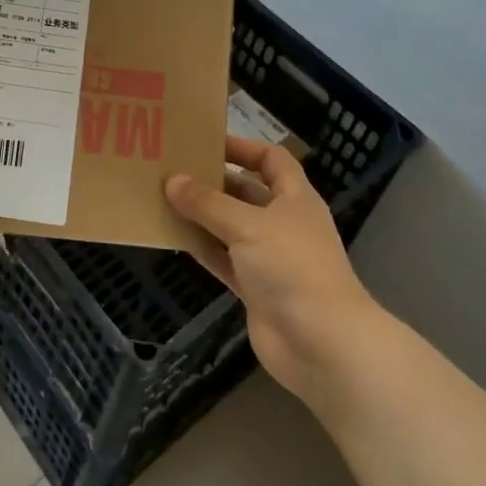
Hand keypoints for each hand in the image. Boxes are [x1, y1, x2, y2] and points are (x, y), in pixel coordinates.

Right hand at [165, 136, 383, 405]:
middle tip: (173, 169)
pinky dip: (202, 248)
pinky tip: (173, 236)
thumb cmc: (292, 267)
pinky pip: (223, 259)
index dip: (242, 147)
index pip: (271, 160)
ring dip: (202, 215)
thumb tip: (172, 180)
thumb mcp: (247, 225)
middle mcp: (283, 223)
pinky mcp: (255, 288)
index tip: (206, 142)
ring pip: (230, 227)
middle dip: (213, 181)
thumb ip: (207, 203)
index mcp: (294, 198)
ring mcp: (269, 257)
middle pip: (246, 192)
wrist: (321, 344)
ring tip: (164, 198)